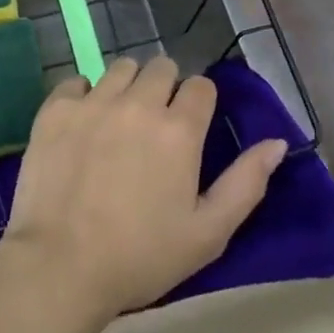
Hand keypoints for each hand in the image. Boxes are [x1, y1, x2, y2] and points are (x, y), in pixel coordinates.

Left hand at [0, 56, 287, 328]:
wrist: (61, 265)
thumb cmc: (141, 256)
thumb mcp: (208, 233)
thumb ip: (246, 184)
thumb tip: (276, 143)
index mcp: (179, 130)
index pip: (201, 86)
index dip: (199, 102)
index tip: (191, 124)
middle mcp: (139, 102)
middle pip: (161, 67)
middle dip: (165, 86)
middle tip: (156, 122)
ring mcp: (94, 101)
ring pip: (120, 68)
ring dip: (127, 85)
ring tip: (120, 119)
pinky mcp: (57, 108)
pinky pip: (76, 82)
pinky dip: (84, 95)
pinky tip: (83, 124)